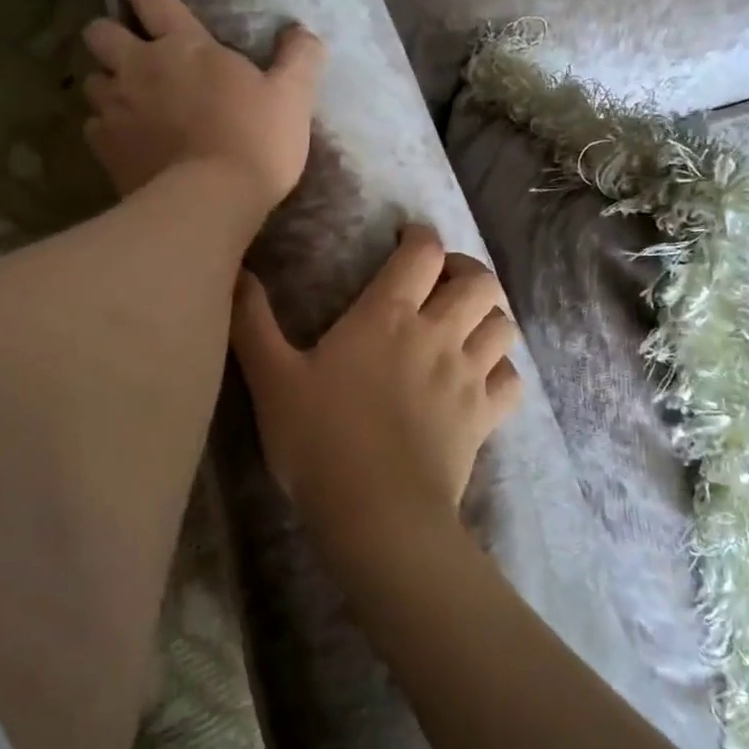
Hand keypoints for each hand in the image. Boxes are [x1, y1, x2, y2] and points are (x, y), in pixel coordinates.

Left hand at [83, 0, 324, 219]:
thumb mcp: (293, 97)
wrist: (212, 200)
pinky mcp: (106, 149)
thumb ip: (299, 59)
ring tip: (122, 99)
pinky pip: (93, 128)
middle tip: (123, 50)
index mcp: (184, 46)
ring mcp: (117, 109)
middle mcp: (140, 68)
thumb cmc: (256, 141)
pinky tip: (121, 141)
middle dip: (106, 35)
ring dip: (105, 85)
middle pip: (100, 34)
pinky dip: (104, 130)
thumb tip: (302, 32)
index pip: (154, 0)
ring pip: (91, 82)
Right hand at [230, 225, 522, 553]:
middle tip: (441, 281)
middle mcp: (437, 334)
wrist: (376, 512)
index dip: (420, 236)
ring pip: (502, 324)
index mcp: (387, 316)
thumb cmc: (319, 440)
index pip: (422, 253)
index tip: (407, 239)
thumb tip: (237, 272)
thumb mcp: (271, 379)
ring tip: (465, 324)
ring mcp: (468, 376)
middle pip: (478, 281)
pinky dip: (502, 369)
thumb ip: (252, 322)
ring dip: (488, 316)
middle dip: (464, 270)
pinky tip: (482, 376)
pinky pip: (512, 378)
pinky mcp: (485, 416)